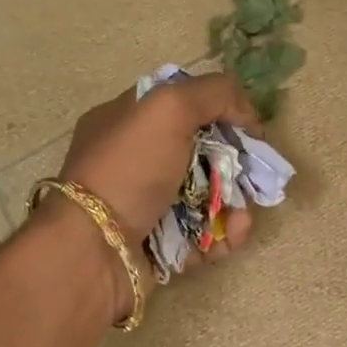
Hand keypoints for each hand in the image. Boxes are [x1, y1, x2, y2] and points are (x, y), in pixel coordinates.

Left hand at [47, 75, 259, 307]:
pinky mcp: (160, 245)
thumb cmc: (127, 171)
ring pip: (208, 198)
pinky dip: (222, 236)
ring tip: (241, 218)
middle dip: (235, 165)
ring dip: (235, 205)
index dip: (221, 111)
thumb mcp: (167, 108)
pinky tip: (231, 237)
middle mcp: (136, 161)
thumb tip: (247, 112)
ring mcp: (147, 205)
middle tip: (253, 177)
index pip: (183, 104)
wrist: (93, 252)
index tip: (248, 129)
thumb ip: (213, 93)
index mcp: (128, 121)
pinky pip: (202, 235)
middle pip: (202, 153)